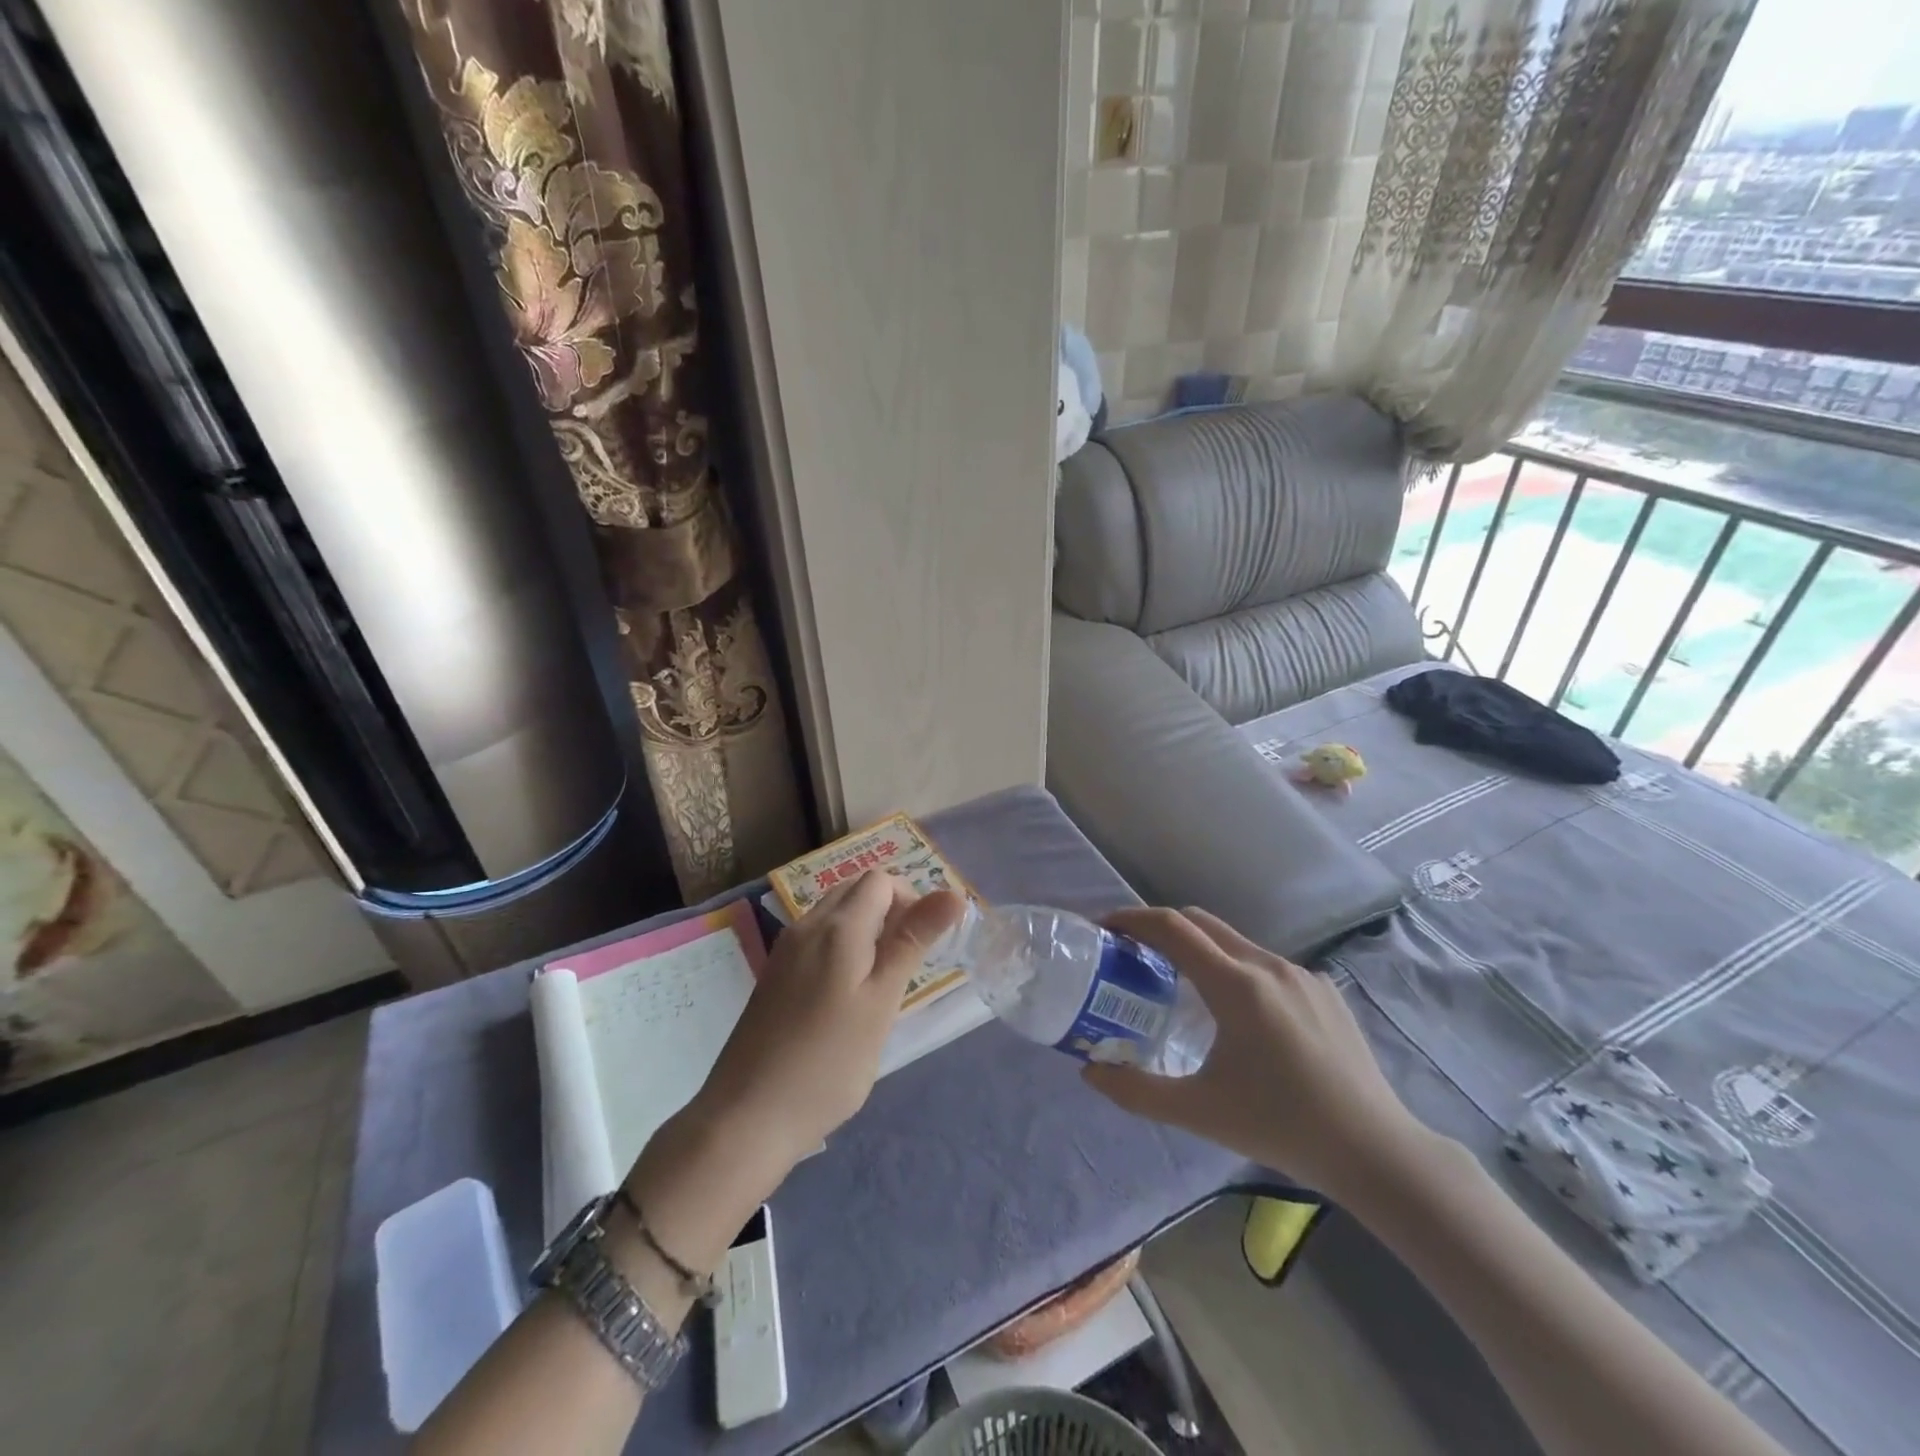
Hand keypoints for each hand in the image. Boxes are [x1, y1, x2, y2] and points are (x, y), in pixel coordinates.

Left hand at [690, 871, 964, 1176]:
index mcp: (837, 927)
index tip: (924, 944)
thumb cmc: (828, 1063)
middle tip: (908, 962)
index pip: (880, 881)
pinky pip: (816, 939)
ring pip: (835, 914)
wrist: (747, 1117)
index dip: (910, 899)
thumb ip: (913, 941)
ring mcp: (785, 951)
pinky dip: (842, 947)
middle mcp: (807, 926)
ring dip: (866, 929)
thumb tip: (953, 893)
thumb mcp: (882, 1001)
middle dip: (889, 910)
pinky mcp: (774, 975)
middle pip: (855, 890)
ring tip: (882, 981)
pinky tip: (847, 995)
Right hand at [1081, 906, 1431, 1201]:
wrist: (1374, 1150)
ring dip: (1199, 948)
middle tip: (1133, 951)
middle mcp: (1267, 965)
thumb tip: (1089, 1071)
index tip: (1106, 928)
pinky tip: (1238, 1013)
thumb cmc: (1280, 1126)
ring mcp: (1300, 973)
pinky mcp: (1323, 988)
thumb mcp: (1199, 1112)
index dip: (1133, 919)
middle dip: (1161, 926)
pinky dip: (1235, 968)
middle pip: (1201, 922)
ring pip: (1235, 942)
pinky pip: (1265, 964)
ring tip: (1180, 982)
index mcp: (1236, 986)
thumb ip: (1137, 1091)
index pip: (1173, 928)